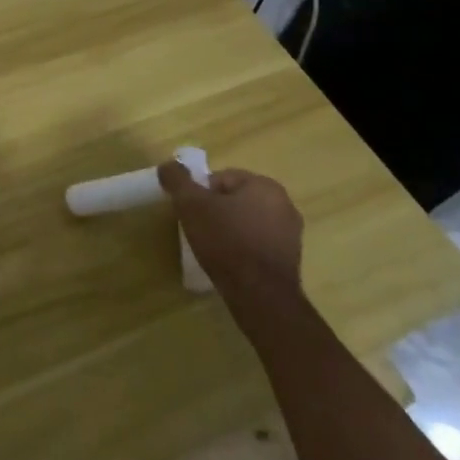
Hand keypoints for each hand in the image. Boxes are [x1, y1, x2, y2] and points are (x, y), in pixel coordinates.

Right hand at [156, 163, 302, 300]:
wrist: (260, 295)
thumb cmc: (226, 241)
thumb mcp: (191, 205)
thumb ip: (177, 180)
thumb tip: (167, 165)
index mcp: (264, 185)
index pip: (221, 178)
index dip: (200, 194)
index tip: (191, 213)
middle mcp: (284, 203)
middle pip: (234, 199)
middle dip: (215, 211)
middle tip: (198, 229)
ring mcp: (291, 232)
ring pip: (247, 221)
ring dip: (229, 229)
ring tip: (212, 248)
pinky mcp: (291, 258)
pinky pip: (257, 242)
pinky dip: (243, 247)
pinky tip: (230, 262)